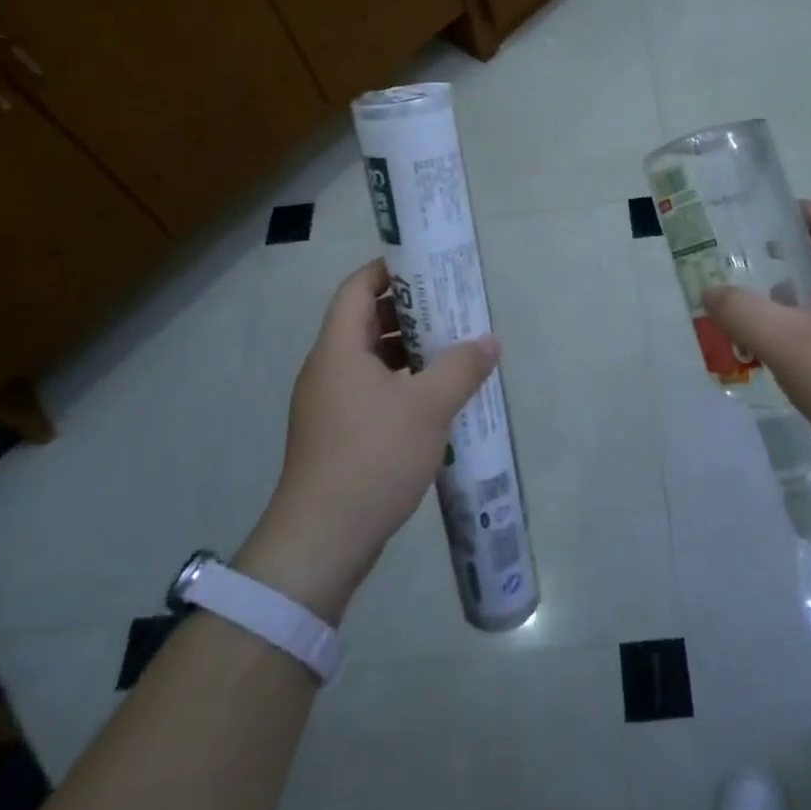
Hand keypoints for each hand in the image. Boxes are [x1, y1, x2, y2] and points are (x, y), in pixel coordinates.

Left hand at [234, 260, 498, 620]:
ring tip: (449, 351)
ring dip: (406, 350)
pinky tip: (431, 399)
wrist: (321, 540)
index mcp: (338, 349)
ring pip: (367, 359)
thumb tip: (489, 341)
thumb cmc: (373, 457)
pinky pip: (368, 390)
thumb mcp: (429, 407)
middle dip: (407, 311)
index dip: (389, 270)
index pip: (357, 288)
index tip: (428, 268)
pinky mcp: (334, 435)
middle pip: (363, 321)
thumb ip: (462, 367)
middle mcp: (327, 369)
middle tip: (450, 309)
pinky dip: (399, 382)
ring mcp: (327, 404)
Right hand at [702, 201, 810, 480]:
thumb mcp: (782, 343)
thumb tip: (711, 292)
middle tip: (744, 272)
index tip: (753, 226)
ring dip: (794, 294)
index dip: (791, 212)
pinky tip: (788, 354)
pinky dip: (810, 323)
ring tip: (757, 314)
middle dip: (783, 256)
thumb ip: (740, 311)